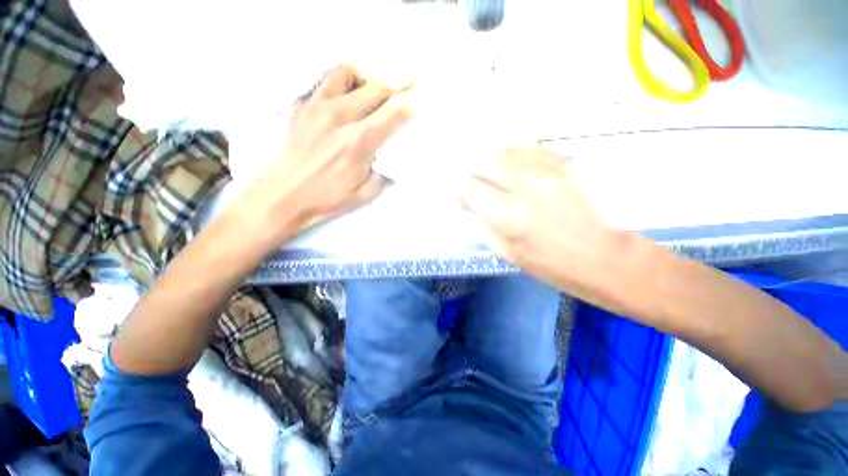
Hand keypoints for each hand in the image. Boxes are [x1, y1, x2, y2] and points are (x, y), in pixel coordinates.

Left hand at [240, 64, 412, 246]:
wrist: (283, 196)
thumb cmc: (327, 199)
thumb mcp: (366, 194)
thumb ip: (383, 171)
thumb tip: (387, 154)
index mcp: (359, 142)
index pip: (393, 113)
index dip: (411, 102)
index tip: (421, 97)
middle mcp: (341, 117)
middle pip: (376, 88)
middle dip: (397, 86)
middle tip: (407, 85)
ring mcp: (318, 107)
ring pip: (349, 74)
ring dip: (368, 78)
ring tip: (374, 86)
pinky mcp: (302, 106)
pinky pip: (326, 80)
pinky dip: (343, 80)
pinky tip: (347, 91)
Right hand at [459, 146, 623, 298]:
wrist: (603, 256)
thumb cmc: (548, 263)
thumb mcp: (505, 250)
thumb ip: (480, 221)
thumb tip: (463, 201)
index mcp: (509, 215)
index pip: (469, 186)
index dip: (457, 186)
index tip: (456, 191)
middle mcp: (527, 185)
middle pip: (484, 160)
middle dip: (472, 170)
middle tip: (474, 183)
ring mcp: (549, 169)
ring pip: (504, 149)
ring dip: (490, 160)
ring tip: (492, 174)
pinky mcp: (565, 162)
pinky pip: (528, 147)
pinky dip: (512, 155)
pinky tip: (514, 168)